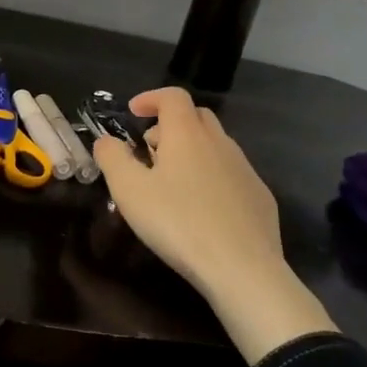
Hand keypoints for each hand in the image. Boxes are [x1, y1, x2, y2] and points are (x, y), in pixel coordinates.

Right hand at [93, 87, 336, 362]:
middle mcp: (220, 143)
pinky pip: (231, 173)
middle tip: (149, 149)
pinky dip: (211, 176)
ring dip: (191, 151)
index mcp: (187, 134)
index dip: (151, 98)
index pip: (172, 96)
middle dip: (171, 124)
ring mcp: (245, 169)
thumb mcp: (129, 190)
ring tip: (171, 182)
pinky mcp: (260, 197)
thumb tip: (106, 141)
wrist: (243, 269)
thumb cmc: (178, 223)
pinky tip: (201, 208)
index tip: (133, 113)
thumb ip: (112, 158)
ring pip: (216, 145)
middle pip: (197, 116)